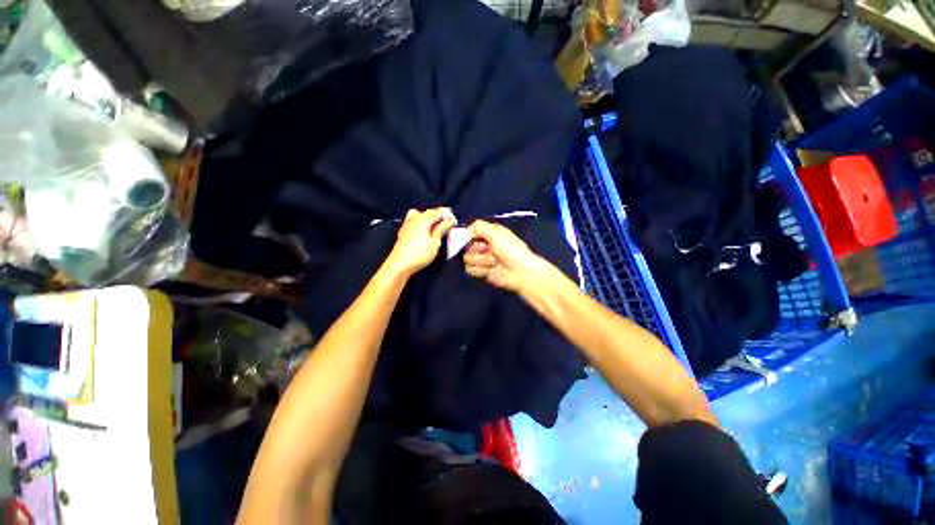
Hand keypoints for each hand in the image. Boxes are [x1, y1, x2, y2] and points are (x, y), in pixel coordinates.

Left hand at [385, 208, 456, 275]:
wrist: (400, 264)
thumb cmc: (420, 253)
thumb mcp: (435, 242)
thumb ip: (442, 229)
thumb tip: (450, 221)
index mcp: (423, 218)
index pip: (439, 211)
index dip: (448, 217)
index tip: (454, 225)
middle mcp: (414, 217)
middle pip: (430, 212)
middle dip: (440, 218)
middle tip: (447, 229)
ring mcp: (407, 223)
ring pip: (421, 215)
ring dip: (430, 220)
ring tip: (436, 230)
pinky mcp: (404, 231)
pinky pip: (415, 221)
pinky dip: (422, 224)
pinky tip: (425, 233)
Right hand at [463, 220, 539, 291]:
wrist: (520, 271)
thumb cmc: (510, 249)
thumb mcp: (495, 232)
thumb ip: (478, 226)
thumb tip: (466, 230)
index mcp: (489, 234)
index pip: (470, 232)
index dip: (468, 235)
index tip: (469, 238)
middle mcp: (484, 245)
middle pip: (466, 246)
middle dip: (476, 249)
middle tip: (488, 251)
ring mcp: (482, 259)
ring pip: (467, 258)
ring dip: (480, 260)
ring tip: (493, 262)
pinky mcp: (481, 272)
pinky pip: (470, 269)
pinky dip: (480, 270)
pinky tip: (489, 270)